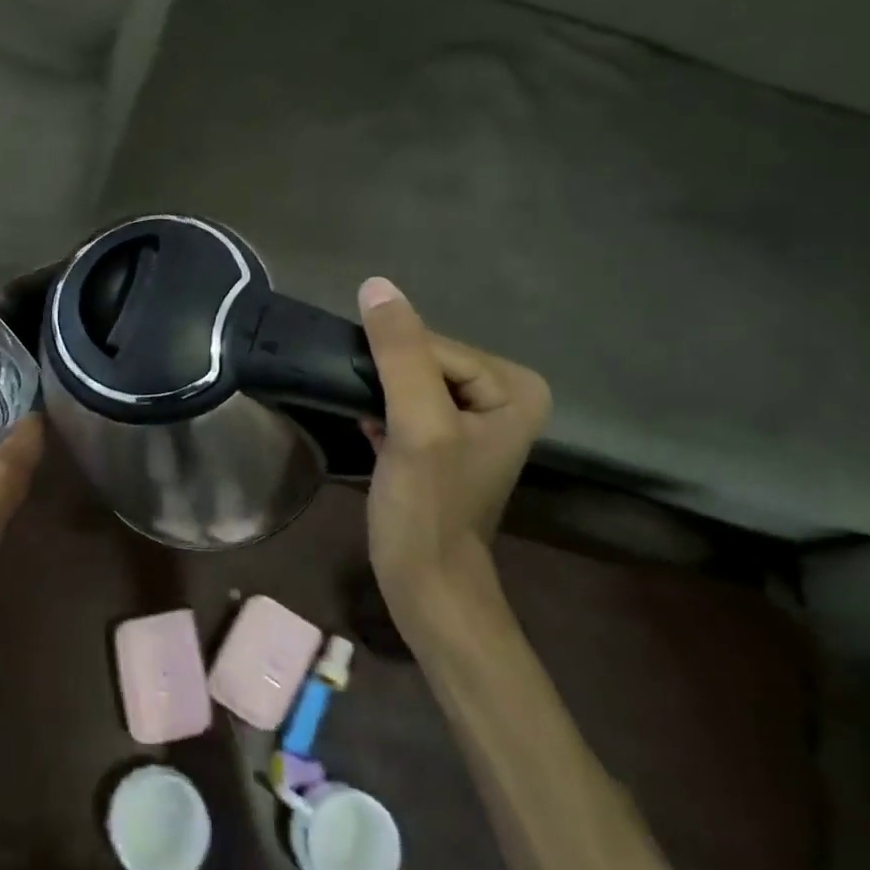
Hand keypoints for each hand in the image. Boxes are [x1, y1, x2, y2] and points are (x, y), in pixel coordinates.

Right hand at [356, 276, 550, 627]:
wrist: (425, 584)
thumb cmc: (428, 507)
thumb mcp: (417, 424)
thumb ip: (400, 353)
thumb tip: (375, 285)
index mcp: (514, 385)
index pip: (434, 344)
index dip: (392, 366)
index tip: (372, 402)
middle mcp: (503, 395)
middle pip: (423, 359)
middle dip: (385, 377)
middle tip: (359, 405)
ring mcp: (473, 419)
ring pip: (409, 380)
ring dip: (377, 391)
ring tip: (356, 411)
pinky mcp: (444, 440)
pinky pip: (405, 402)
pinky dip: (379, 409)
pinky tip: (365, 427)